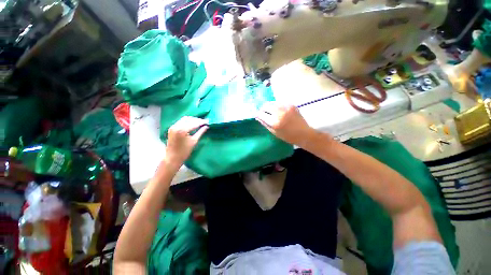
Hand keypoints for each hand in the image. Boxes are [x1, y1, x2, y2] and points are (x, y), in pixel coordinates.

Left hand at [165, 116, 208, 165]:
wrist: (172, 157)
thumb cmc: (184, 151)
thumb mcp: (194, 141)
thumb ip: (200, 132)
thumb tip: (206, 126)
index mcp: (182, 130)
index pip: (194, 123)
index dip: (201, 122)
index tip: (208, 121)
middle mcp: (177, 126)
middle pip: (189, 119)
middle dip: (197, 120)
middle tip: (204, 122)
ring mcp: (173, 126)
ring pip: (184, 119)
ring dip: (192, 119)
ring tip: (199, 122)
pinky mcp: (171, 128)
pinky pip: (181, 121)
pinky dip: (187, 121)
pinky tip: (192, 123)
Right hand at [256, 103, 318, 147]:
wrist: (304, 133)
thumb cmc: (288, 136)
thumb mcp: (274, 132)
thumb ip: (265, 123)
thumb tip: (258, 116)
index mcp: (275, 122)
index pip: (261, 114)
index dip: (258, 114)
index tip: (258, 115)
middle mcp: (280, 113)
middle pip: (266, 106)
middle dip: (262, 109)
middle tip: (263, 112)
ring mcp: (286, 107)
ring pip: (272, 102)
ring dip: (269, 106)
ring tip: (270, 111)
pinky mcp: (291, 105)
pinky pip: (279, 103)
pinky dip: (276, 105)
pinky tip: (278, 110)